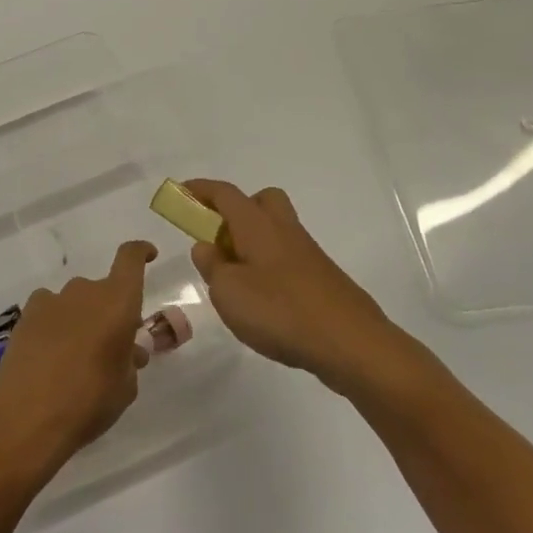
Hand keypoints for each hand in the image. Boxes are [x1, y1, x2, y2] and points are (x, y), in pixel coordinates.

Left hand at [0, 241, 154, 477]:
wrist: (27, 417)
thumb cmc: (89, 402)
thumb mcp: (125, 388)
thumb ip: (130, 362)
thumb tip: (129, 351)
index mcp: (118, 301)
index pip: (131, 258)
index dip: (141, 252)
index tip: (148, 255)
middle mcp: (86, 291)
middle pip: (104, 290)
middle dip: (110, 311)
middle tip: (111, 346)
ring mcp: (53, 300)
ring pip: (76, 301)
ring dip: (82, 319)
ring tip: (76, 357)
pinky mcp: (26, 315)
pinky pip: (50, 310)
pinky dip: (55, 324)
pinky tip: (49, 354)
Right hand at [185, 179, 393, 386]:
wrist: (350, 342)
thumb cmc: (280, 311)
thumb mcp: (229, 292)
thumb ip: (212, 266)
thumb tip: (206, 246)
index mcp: (258, 225)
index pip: (226, 194)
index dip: (201, 190)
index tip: (181, 191)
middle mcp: (284, 230)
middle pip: (262, 201)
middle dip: (237, 210)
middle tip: (218, 238)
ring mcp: (308, 254)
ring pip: (276, 231)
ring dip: (252, 243)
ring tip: (234, 281)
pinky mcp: (321, 279)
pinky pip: (288, 259)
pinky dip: (269, 268)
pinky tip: (262, 303)